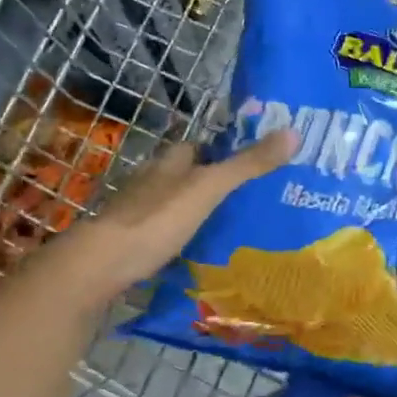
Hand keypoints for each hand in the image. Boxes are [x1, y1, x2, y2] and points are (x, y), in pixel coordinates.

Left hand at [54, 128, 297, 303]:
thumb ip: (247, 165)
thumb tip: (294, 132)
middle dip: (209, 183)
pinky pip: (163, 233)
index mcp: (168, 163)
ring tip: (230, 227)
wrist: (102, 264)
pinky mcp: (131, 242)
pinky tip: (199, 252)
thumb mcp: (208, 189)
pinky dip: (181, 238)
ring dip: (195, 212)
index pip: (195, 146)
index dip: (219, 149)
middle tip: (247, 198)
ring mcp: (137, 213)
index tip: (249, 160)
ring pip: (173, 205)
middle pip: (184, 176)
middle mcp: (150, 182)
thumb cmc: (156, 219)